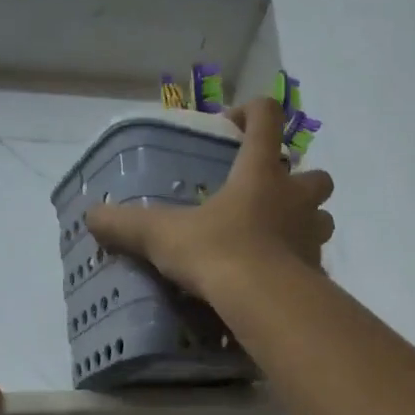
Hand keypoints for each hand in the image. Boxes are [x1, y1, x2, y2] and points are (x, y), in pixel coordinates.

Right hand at [86, 97, 334, 299]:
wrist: (262, 302)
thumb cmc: (217, 253)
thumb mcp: (163, 236)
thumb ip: (126, 224)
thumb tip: (91, 216)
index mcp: (260, 174)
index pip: (267, 119)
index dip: (252, 112)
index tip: (231, 126)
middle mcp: (294, 198)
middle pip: (315, 175)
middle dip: (298, 180)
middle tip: (268, 197)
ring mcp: (311, 236)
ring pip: (323, 218)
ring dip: (306, 222)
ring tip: (276, 238)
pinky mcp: (317, 273)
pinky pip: (314, 261)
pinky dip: (299, 265)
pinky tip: (275, 279)